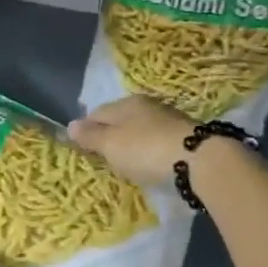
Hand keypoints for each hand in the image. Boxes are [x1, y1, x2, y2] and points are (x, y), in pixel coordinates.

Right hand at [68, 96, 195, 184]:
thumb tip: (70, 125)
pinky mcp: (183, 135)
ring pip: (139, 129)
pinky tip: (149, 162)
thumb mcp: (111, 144)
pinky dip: (148, 150)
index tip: (82, 149)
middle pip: (119, 120)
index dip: (86, 130)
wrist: (197, 160)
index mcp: (125, 103)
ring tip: (126, 163)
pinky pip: (155, 140)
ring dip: (131, 144)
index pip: (96, 113)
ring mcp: (167, 119)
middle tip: (104, 158)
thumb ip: (90, 135)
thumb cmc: (145, 149)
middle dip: (109, 136)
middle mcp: (146, 105)